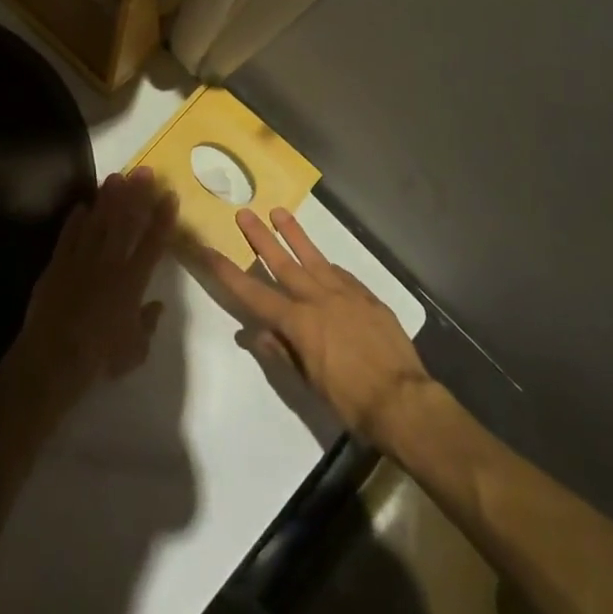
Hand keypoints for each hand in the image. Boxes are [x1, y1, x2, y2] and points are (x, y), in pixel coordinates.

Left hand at [8, 168, 176, 414]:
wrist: (54, 357)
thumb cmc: (100, 357)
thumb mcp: (135, 350)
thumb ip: (149, 324)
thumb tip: (158, 306)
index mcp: (132, 281)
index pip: (153, 242)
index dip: (162, 217)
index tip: (170, 195)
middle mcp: (109, 262)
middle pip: (125, 221)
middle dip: (136, 193)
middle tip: (144, 171)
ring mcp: (81, 259)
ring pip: (97, 220)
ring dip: (107, 198)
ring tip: (115, 177)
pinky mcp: (57, 263)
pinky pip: (68, 235)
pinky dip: (75, 219)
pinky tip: (81, 206)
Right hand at [202, 207, 432, 445]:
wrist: (402, 400)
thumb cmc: (350, 400)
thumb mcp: (309, 383)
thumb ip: (283, 352)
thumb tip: (257, 334)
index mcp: (298, 322)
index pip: (254, 293)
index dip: (228, 273)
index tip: (209, 251)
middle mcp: (317, 299)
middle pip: (283, 262)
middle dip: (261, 237)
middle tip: (245, 213)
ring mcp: (344, 293)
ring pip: (313, 256)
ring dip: (295, 234)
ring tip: (280, 213)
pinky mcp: (367, 296)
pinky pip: (342, 275)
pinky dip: (328, 266)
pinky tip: (325, 262)